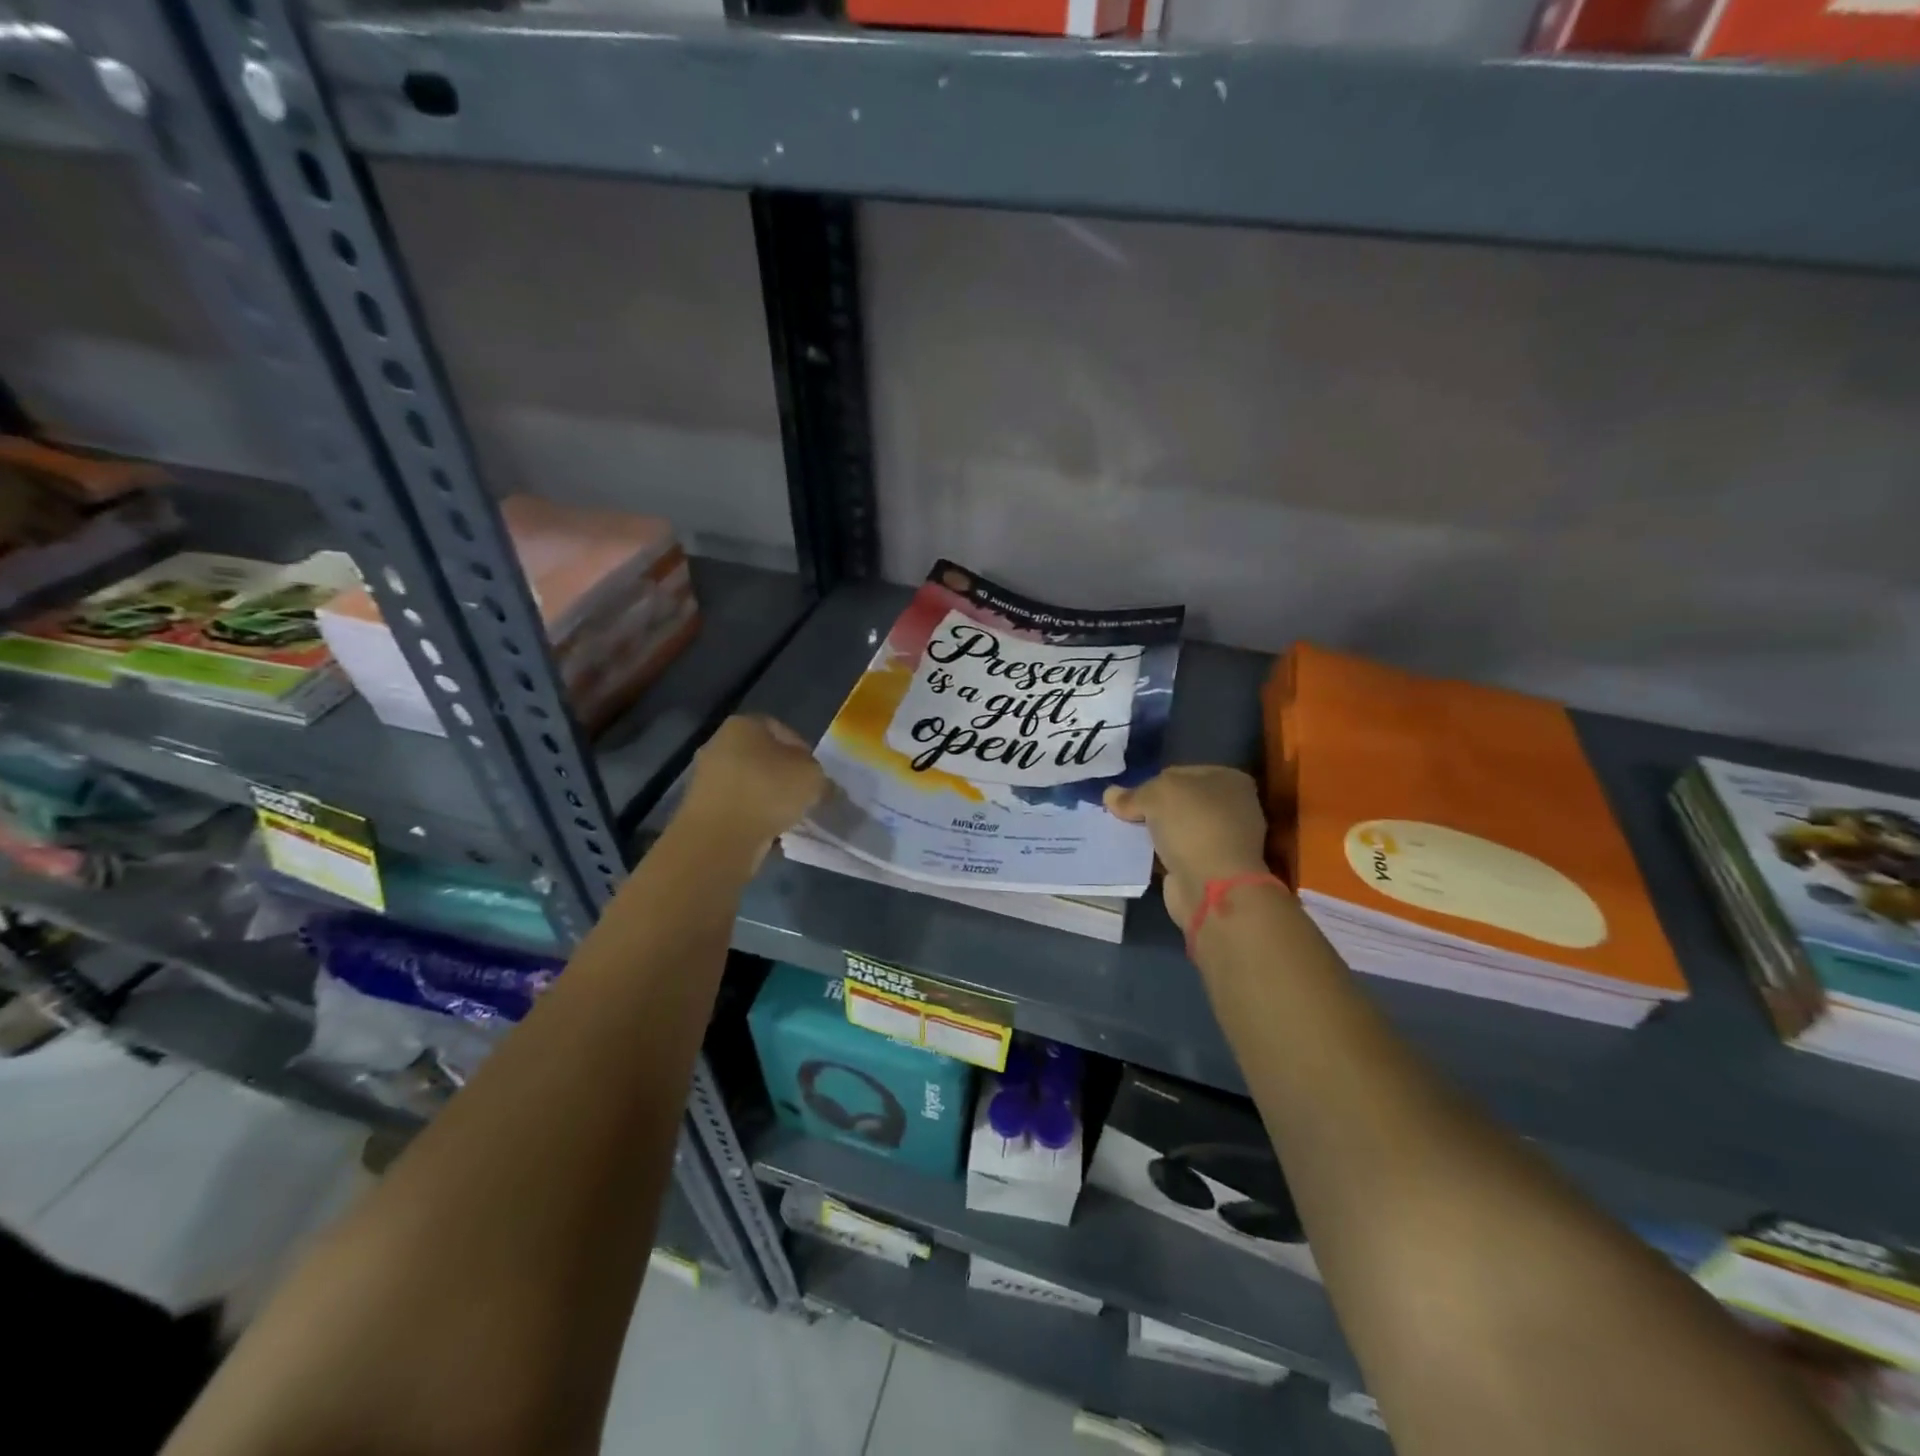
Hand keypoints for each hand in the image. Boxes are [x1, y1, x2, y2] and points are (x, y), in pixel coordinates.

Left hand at [679, 715, 825, 859]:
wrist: (719, 838)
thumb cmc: (768, 792)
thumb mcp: (813, 778)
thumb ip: (822, 778)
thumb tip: (824, 787)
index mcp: (744, 724)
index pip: (782, 730)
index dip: (804, 752)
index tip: (816, 775)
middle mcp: (719, 743)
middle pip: (763, 757)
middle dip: (785, 776)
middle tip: (805, 796)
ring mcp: (706, 776)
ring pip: (750, 783)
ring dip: (769, 798)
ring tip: (789, 817)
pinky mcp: (701, 807)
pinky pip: (738, 807)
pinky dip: (753, 816)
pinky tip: (770, 832)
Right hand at [1105, 767, 1275, 924]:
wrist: (1213, 887)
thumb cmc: (1193, 826)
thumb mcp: (1156, 795)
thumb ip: (1132, 794)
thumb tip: (1110, 795)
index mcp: (1229, 780)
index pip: (1178, 773)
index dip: (1150, 781)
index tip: (1128, 796)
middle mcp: (1231, 807)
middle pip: (1178, 801)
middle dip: (1150, 808)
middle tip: (1122, 815)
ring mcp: (1222, 839)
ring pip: (1176, 828)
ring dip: (1153, 832)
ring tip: (1123, 834)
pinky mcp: (1210, 867)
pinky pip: (1175, 853)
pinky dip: (1157, 855)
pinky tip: (1136, 855)